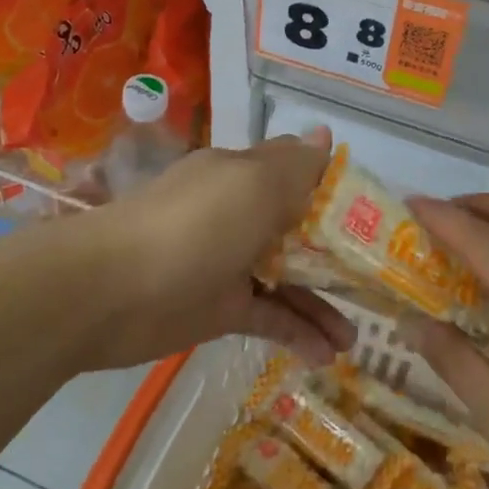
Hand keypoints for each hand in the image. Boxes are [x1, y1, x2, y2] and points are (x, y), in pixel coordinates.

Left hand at [74, 126, 356, 371]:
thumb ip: (295, 166)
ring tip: (356, 338)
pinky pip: (268, 314)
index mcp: (246, 175)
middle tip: (380, 283)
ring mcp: (229, 262)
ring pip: (288, 277)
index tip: (380, 218)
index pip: (302, 175)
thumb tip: (325, 134)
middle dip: (340, 255)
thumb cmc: (193, 227)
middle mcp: (240, 213)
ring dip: (323, 303)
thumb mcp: (253, 185)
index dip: (340, 194)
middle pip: (301, 230)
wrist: (108, 292)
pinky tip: (326, 354)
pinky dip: (297, 332)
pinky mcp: (218, 307)